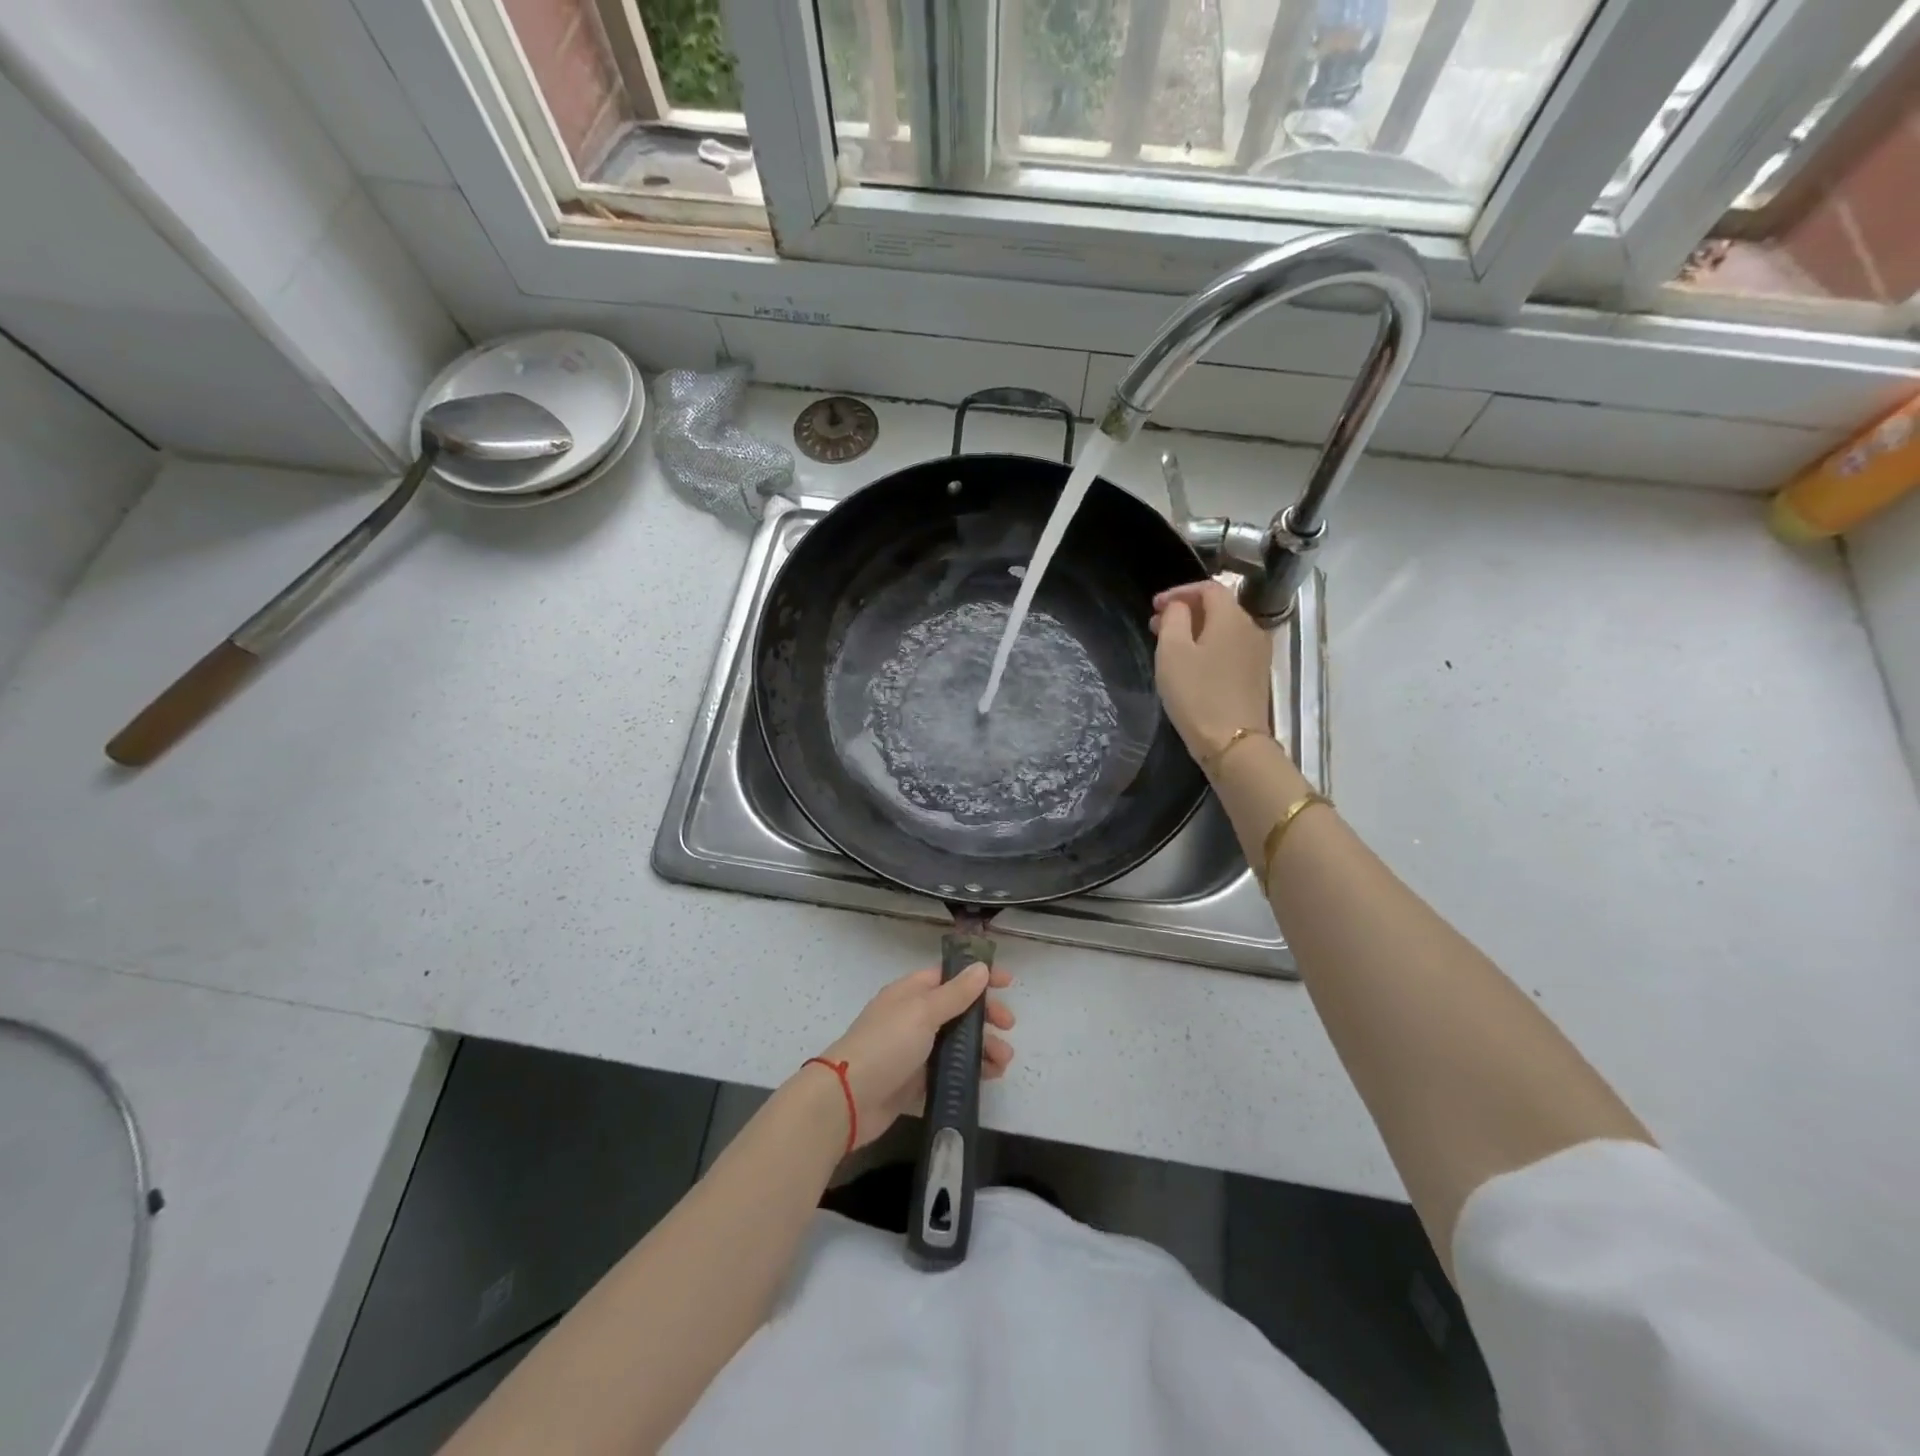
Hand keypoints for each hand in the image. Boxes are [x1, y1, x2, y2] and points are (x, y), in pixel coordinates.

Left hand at [815, 964, 1014, 1149]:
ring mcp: (913, 1051)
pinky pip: (949, 1072)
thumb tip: (980, 967)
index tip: (1008, 983)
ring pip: (956, 1043)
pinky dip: (969, 1072)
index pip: (950, 976)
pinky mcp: (915, 1082)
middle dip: (985, 1016)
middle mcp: (913, 1017)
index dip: (978, 977)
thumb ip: (955, 993)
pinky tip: (989, 1078)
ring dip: (982, 1047)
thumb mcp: (923, 1012)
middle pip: (957, 1010)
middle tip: (1008, 1026)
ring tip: (1004, 1061)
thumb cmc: (887, 1045)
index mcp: (910, 993)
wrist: (848, 1099)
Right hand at [1150, 581, 1272, 765]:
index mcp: (1231, 617)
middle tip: (1156, 626)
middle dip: (1186, 611)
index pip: (1207, 588)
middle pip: (1218, 607)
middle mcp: (1251, 628)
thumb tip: (1179, 607)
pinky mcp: (1256, 675)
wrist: (1233, 743)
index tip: (1154, 607)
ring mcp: (1257, 653)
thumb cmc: (1197, 694)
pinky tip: (1190, 664)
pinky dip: (1208, 647)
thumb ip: (1174, 619)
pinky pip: (1230, 648)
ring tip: (1169, 645)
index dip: (1178, 592)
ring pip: (1223, 629)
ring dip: (1196, 630)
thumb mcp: (1172, 652)